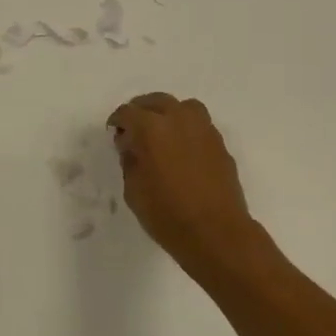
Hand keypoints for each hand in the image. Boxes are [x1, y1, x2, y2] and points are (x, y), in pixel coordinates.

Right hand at [106, 92, 257, 278]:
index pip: (127, 113)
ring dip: (168, 114)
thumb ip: (130, 160)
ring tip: (162, 133)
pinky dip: (187, 129)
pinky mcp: (220, 144)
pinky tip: (182, 150)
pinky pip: (199, 125)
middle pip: (156, 101)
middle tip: (134, 130)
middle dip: (141, 111)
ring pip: (183, 107)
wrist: (216, 233)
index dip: (117, 122)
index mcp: (151, 128)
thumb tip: (132, 146)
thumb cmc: (167, 214)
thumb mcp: (133, 190)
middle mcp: (178, 120)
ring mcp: (204, 130)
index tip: (114, 134)